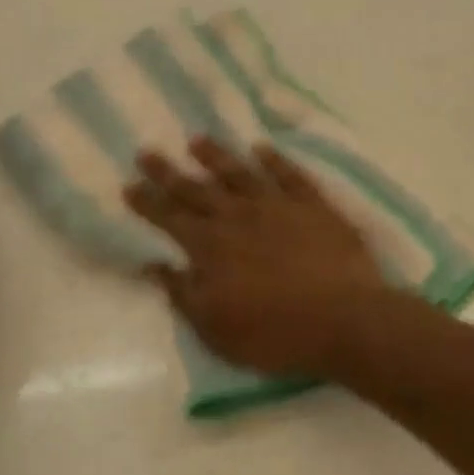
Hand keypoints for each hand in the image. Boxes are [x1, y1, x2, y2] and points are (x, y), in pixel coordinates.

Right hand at [123, 138, 389, 375]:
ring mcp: (278, 207)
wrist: (344, 321)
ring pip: (240, 173)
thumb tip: (153, 265)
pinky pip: (289, 175)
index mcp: (210, 248)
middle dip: (169, 172)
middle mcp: (239, 218)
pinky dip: (274, 160)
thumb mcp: (215, 329)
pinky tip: (262, 149)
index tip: (128, 185)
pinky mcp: (315, 207)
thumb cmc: (275, 334)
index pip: (169, 218)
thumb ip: (182, 294)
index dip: (147, 202)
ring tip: (197, 140)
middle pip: (197, 189)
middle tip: (148, 152)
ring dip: (216, 156)